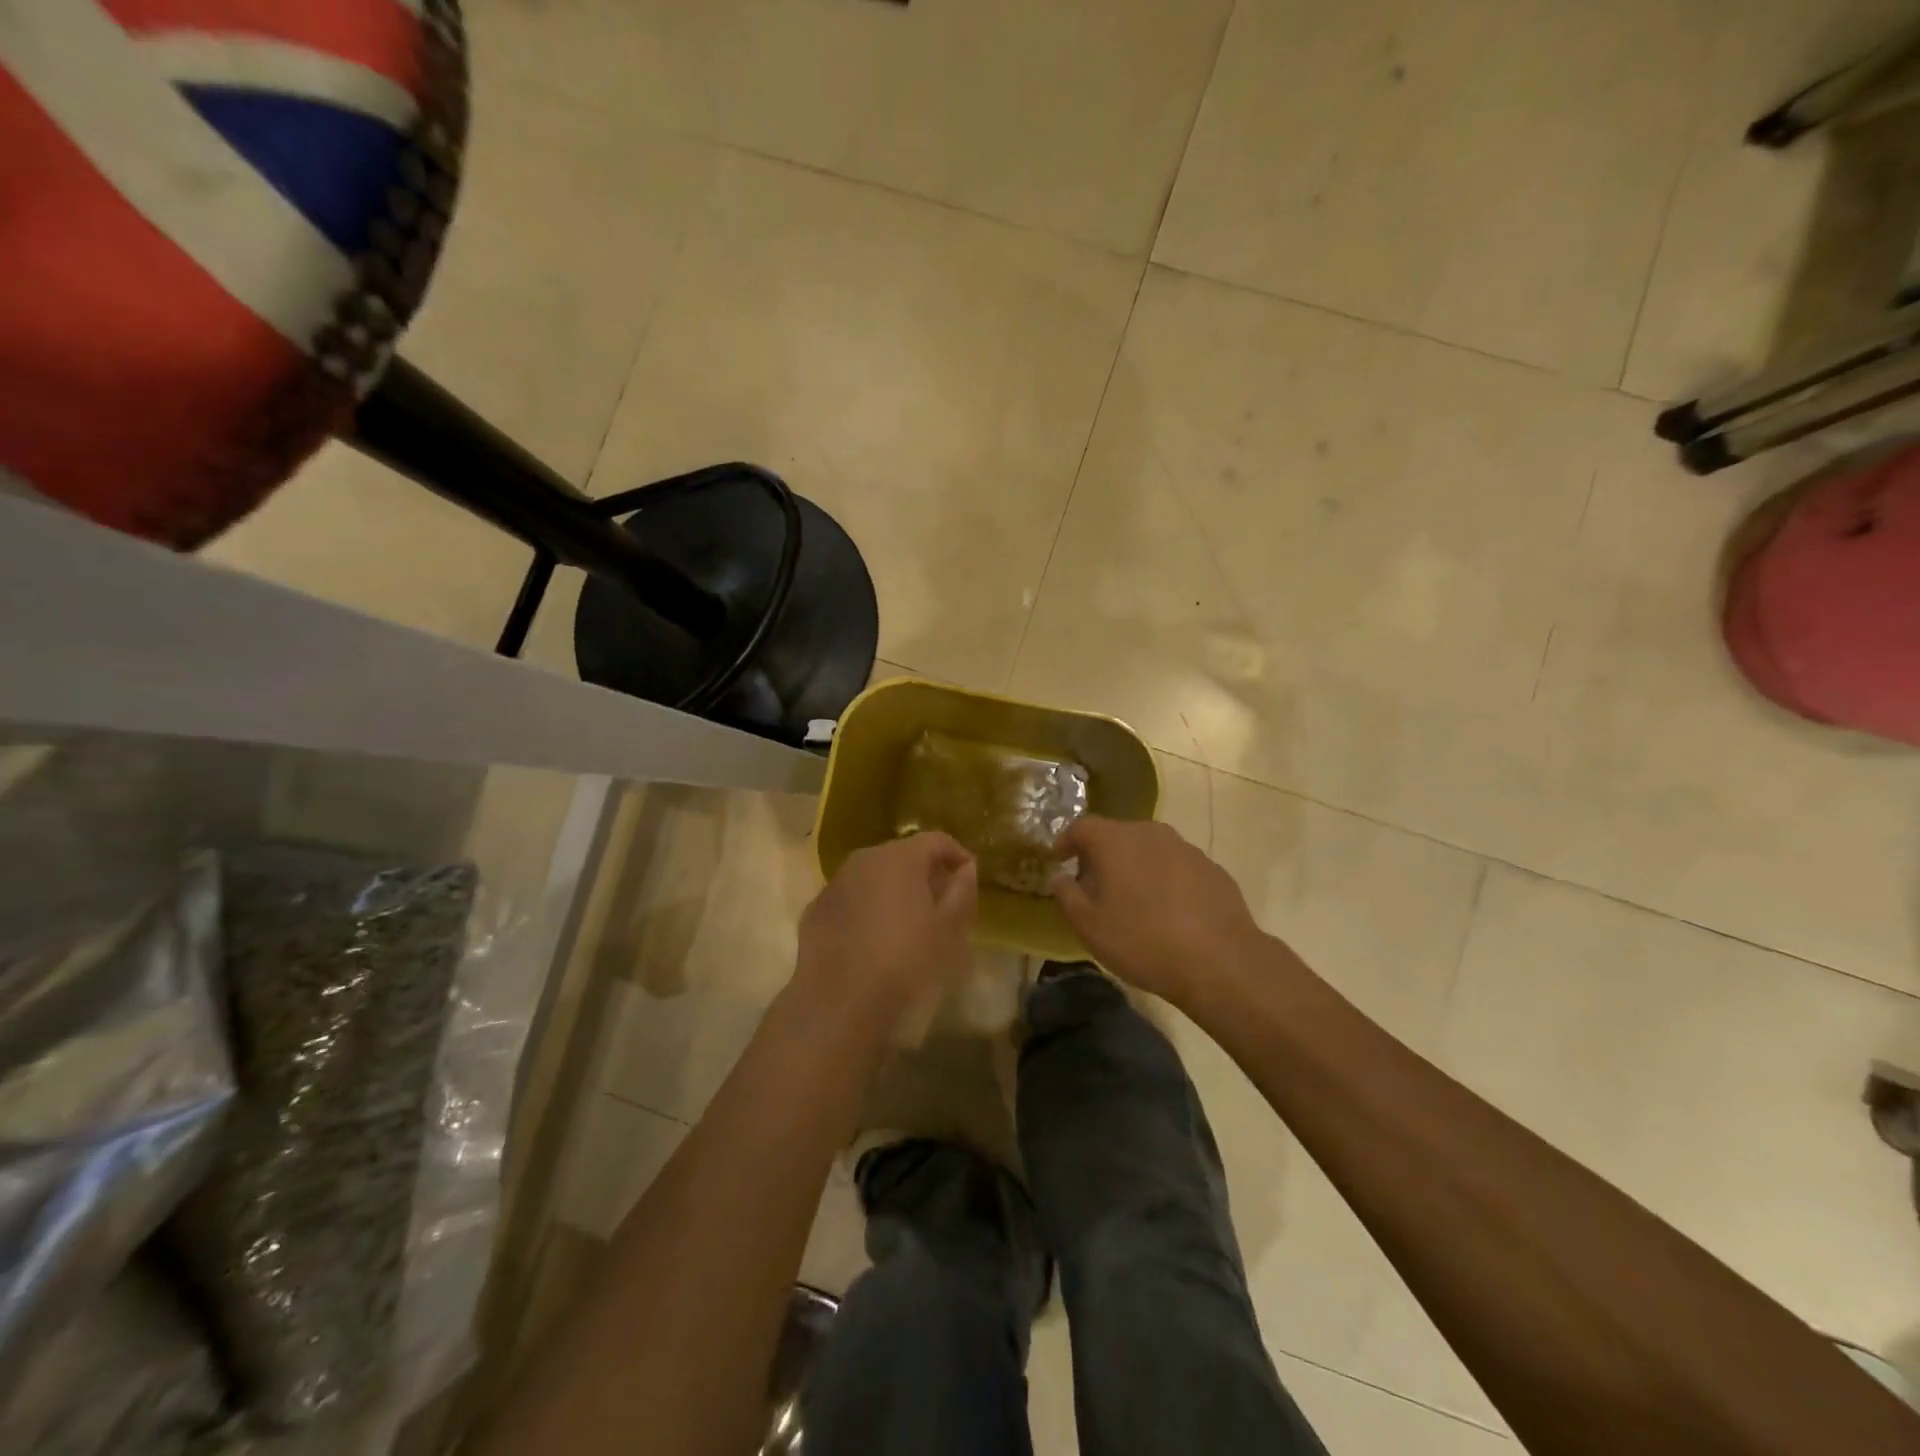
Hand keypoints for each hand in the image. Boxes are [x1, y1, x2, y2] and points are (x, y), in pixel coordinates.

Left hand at [795, 833, 977, 1034]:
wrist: (839, 1006)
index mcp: (899, 858)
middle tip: (942, 903)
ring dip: (893, 891)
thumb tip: (965, 869)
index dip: (957, 855)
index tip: (970, 877)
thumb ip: (961, 892)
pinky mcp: (814, 913)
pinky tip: (874, 941)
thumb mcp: (948, 931)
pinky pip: (850, 901)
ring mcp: (834, 885)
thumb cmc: (906, 964)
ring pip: (872, 877)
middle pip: (902, 856)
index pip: (936, 840)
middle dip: (924, 873)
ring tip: (909, 923)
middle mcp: (862, 861)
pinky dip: (866, 910)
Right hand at [1052, 816, 1269, 1006]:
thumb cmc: (1142, 940)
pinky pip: (1176, 867)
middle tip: (1093, 884)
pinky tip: (1167, 911)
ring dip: (1135, 867)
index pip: (1082, 826)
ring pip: (1150, 849)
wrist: (1220, 960)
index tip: (1059, 860)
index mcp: (1115, 841)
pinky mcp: (1212, 869)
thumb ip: (1067, 896)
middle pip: (1117, 835)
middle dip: (1101, 855)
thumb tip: (1060, 878)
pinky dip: (1164, 880)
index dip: (1066, 841)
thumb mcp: (1089, 926)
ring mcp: (1186, 848)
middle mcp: (1150, 833)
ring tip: (1132, 900)